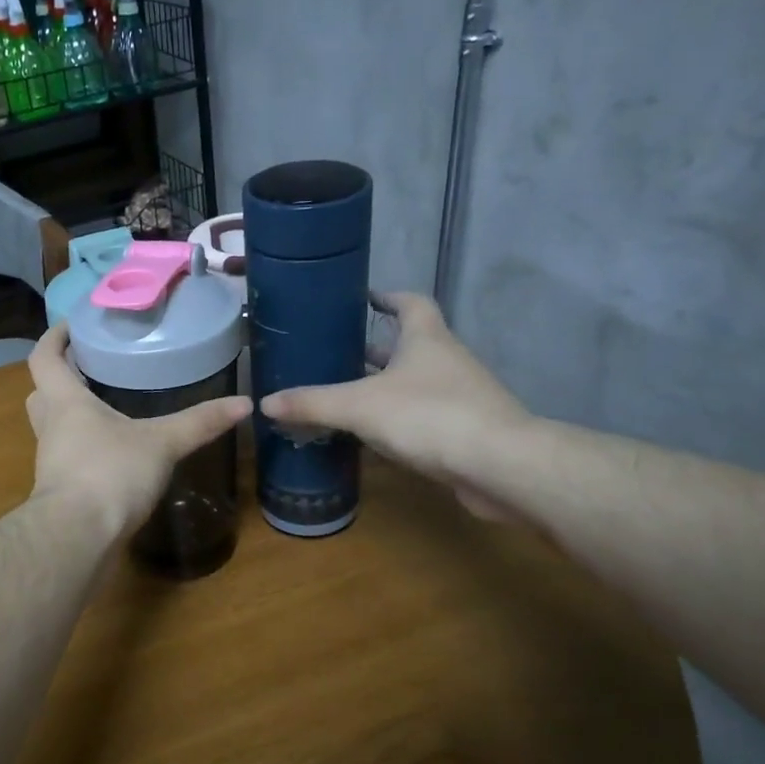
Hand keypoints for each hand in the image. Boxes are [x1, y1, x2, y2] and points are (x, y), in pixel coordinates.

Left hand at [26, 323, 251, 538]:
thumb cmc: (110, 474)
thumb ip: (200, 423)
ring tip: (107, 408)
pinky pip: (67, 458)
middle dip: (61, 378)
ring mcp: (51, 462)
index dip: (54, 338)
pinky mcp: (60, 491)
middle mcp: (51, 428)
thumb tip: (244, 403)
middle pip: (42, 392)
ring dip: (71, 416)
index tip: (73, 325)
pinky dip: (84, 450)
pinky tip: (113, 455)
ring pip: (53, 428)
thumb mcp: (161, 443)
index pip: (44, 358)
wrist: (77, 538)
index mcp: (65, 402)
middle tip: (91, 368)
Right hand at [259, 292, 533, 519]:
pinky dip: (396, 421)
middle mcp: (446, 361)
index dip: (387, 297)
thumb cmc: (429, 416)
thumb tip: (265, 401)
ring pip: (414, 383)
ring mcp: (460, 397)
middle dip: (374, 348)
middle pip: (409, 345)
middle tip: (336, 352)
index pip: (410, 303)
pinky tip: (369, 437)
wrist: (500, 466)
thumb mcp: (359, 406)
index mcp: (426, 338)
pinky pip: (422, 418)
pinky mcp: (464, 432)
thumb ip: (312, 403)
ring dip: (384, 387)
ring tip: (343, 394)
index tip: (363, 298)